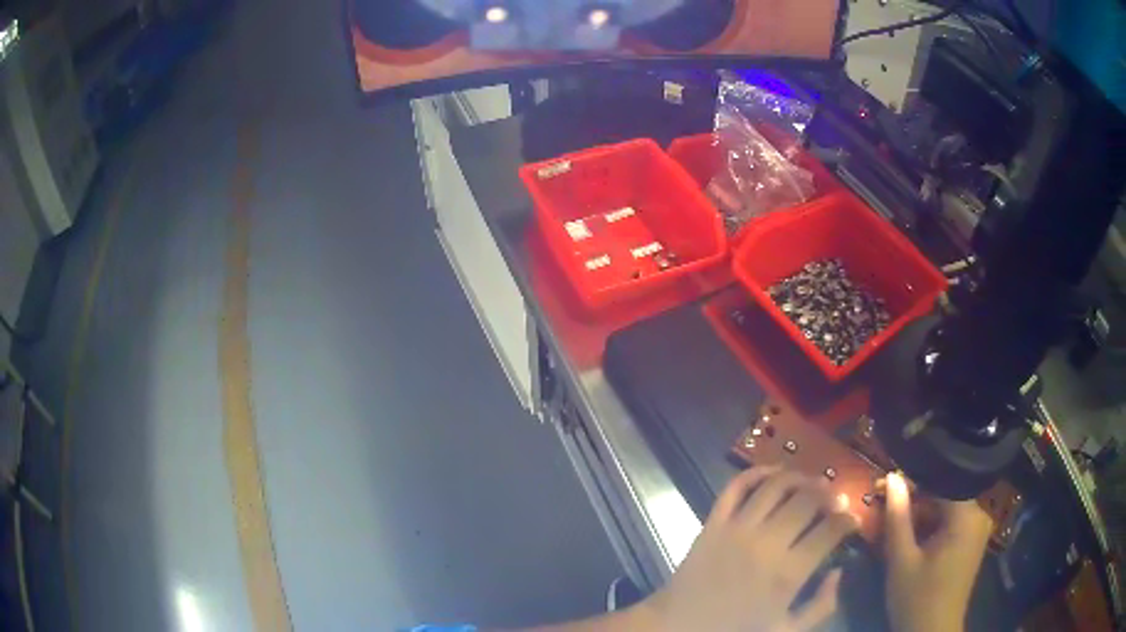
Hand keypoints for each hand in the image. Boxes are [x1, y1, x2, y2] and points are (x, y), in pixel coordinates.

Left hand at [638, 466, 857, 631]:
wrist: (677, 627)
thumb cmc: (735, 631)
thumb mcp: (786, 630)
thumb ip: (821, 606)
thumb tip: (838, 571)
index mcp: (788, 573)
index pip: (830, 531)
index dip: (848, 520)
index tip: (853, 520)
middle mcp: (766, 543)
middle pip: (807, 501)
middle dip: (829, 494)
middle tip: (836, 499)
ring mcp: (736, 529)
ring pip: (776, 486)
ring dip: (800, 478)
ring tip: (813, 483)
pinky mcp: (713, 523)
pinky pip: (735, 486)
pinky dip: (756, 472)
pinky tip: (775, 472)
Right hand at [882, 472, 991, 631]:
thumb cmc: (917, 599)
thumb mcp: (902, 560)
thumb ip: (898, 518)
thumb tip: (891, 477)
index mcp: (967, 516)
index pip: (939, 481)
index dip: (910, 480)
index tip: (882, 484)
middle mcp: (978, 515)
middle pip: (944, 494)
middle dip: (913, 498)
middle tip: (883, 502)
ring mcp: (977, 529)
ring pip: (946, 508)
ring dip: (920, 513)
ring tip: (892, 519)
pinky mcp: (972, 542)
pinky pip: (951, 523)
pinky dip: (930, 525)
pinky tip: (910, 535)